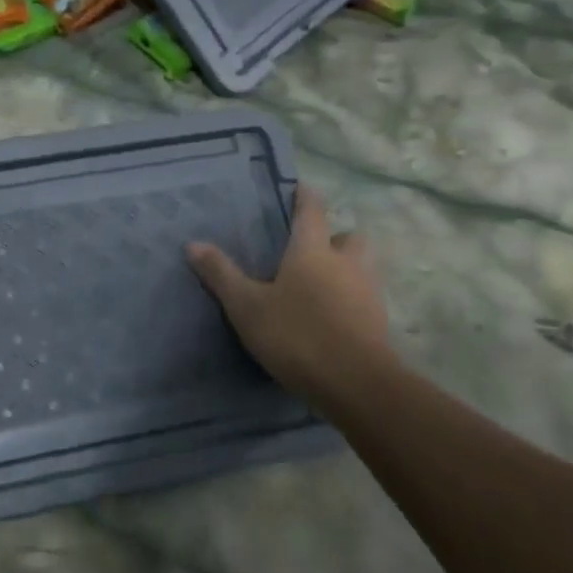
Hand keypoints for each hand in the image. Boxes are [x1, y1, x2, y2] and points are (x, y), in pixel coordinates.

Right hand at [186, 184, 392, 405]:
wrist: (355, 385)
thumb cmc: (296, 335)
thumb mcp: (247, 306)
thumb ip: (221, 274)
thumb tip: (192, 244)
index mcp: (312, 251)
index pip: (312, 211)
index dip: (305, 197)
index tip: (300, 188)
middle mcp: (346, 264)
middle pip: (349, 237)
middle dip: (334, 237)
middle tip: (312, 249)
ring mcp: (368, 293)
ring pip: (362, 267)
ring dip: (346, 268)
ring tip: (321, 285)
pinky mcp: (379, 323)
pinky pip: (366, 299)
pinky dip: (351, 300)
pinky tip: (332, 317)